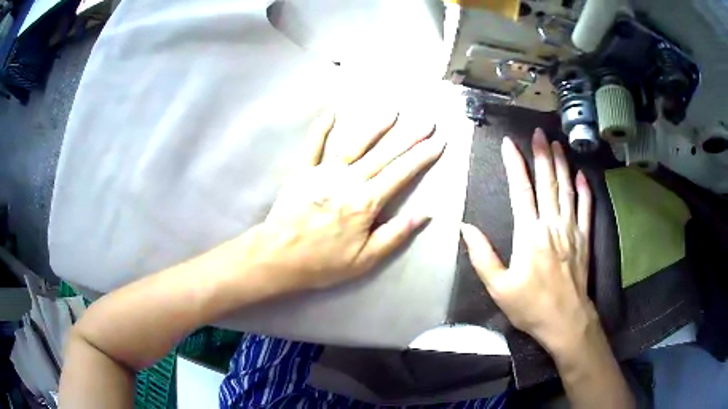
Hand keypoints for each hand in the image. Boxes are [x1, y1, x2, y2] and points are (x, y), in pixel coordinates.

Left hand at [247, 112, 444, 292]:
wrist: (279, 257)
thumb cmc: (323, 262)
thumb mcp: (366, 259)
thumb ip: (396, 234)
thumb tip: (425, 214)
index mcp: (365, 202)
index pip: (401, 174)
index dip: (422, 157)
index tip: (438, 142)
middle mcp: (348, 180)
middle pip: (384, 154)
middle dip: (409, 137)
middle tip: (427, 121)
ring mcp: (323, 172)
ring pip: (355, 144)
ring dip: (374, 126)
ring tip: (392, 112)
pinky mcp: (302, 171)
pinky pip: (313, 145)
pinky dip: (321, 128)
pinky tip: (332, 112)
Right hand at [460, 129, 594, 352]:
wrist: (566, 321)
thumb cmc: (531, 306)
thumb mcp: (498, 288)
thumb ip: (482, 256)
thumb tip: (465, 229)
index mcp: (529, 234)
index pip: (520, 190)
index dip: (514, 164)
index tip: (509, 144)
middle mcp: (551, 225)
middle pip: (547, 183)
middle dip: (542, 154)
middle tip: (539, 132)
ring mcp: (571, 230)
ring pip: (567, 190)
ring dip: (562, 165)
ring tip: (558, 144)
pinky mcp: (584, 239)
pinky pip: (586, 209)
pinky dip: (584, 190)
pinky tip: (581, 175)